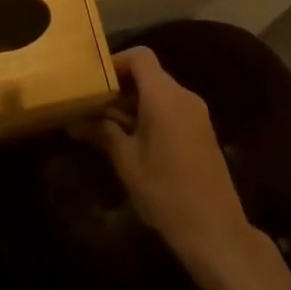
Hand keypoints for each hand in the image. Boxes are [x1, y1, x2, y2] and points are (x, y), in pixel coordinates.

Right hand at [78, 48, 258, 272]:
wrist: (216, 232)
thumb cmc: (166, 192)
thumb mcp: (127, 162)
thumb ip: (103, 132)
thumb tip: (74, 120)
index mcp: (164, 97)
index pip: (140, 57)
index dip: (115, 61)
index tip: (93, 79)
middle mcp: (183, 97)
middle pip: (149, 74)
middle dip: (119, 85)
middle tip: (91, 103)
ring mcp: (196, 115)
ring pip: (158, 92)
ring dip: (132, 102)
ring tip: (103, 122)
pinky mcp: (201, 132)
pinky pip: (170, 109)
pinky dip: (148, 114)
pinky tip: (129, 138)